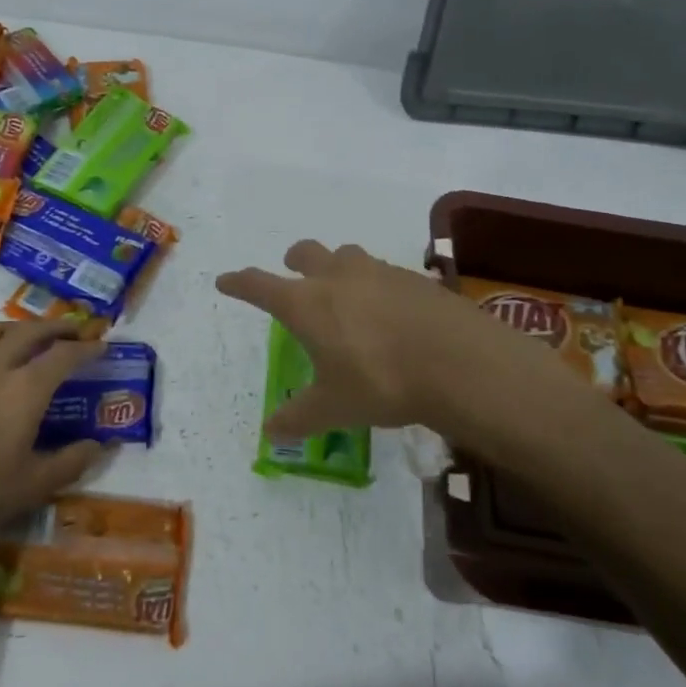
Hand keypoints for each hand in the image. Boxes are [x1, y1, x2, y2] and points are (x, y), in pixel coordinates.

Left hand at [0, 321, 104, 561]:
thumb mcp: (34, 486)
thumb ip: (71, 462)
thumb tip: (98, 445)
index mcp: (25, 389)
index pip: (64, 355)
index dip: (86, 348)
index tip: (101, 346)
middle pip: (30, 332)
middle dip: (56, 327)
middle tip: (73, 332)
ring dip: (16, 326)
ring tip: (27, 335)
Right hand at [216, 240, 583, 439]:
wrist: (460, 362)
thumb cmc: (381, 381)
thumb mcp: (334, 407)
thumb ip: (298, 417)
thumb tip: (270, 433)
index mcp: (306, 303)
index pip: (259, 285)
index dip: (239, 282)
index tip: (225, 280)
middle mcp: (337, 277)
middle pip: (305, 253)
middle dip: (293, 261)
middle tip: (292, 273)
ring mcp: (378, 272)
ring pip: (346, 254)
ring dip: (336, 265)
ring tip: (344, 290)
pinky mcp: (414, 278)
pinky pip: (384, 272)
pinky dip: (375, 283)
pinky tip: (389, 309)